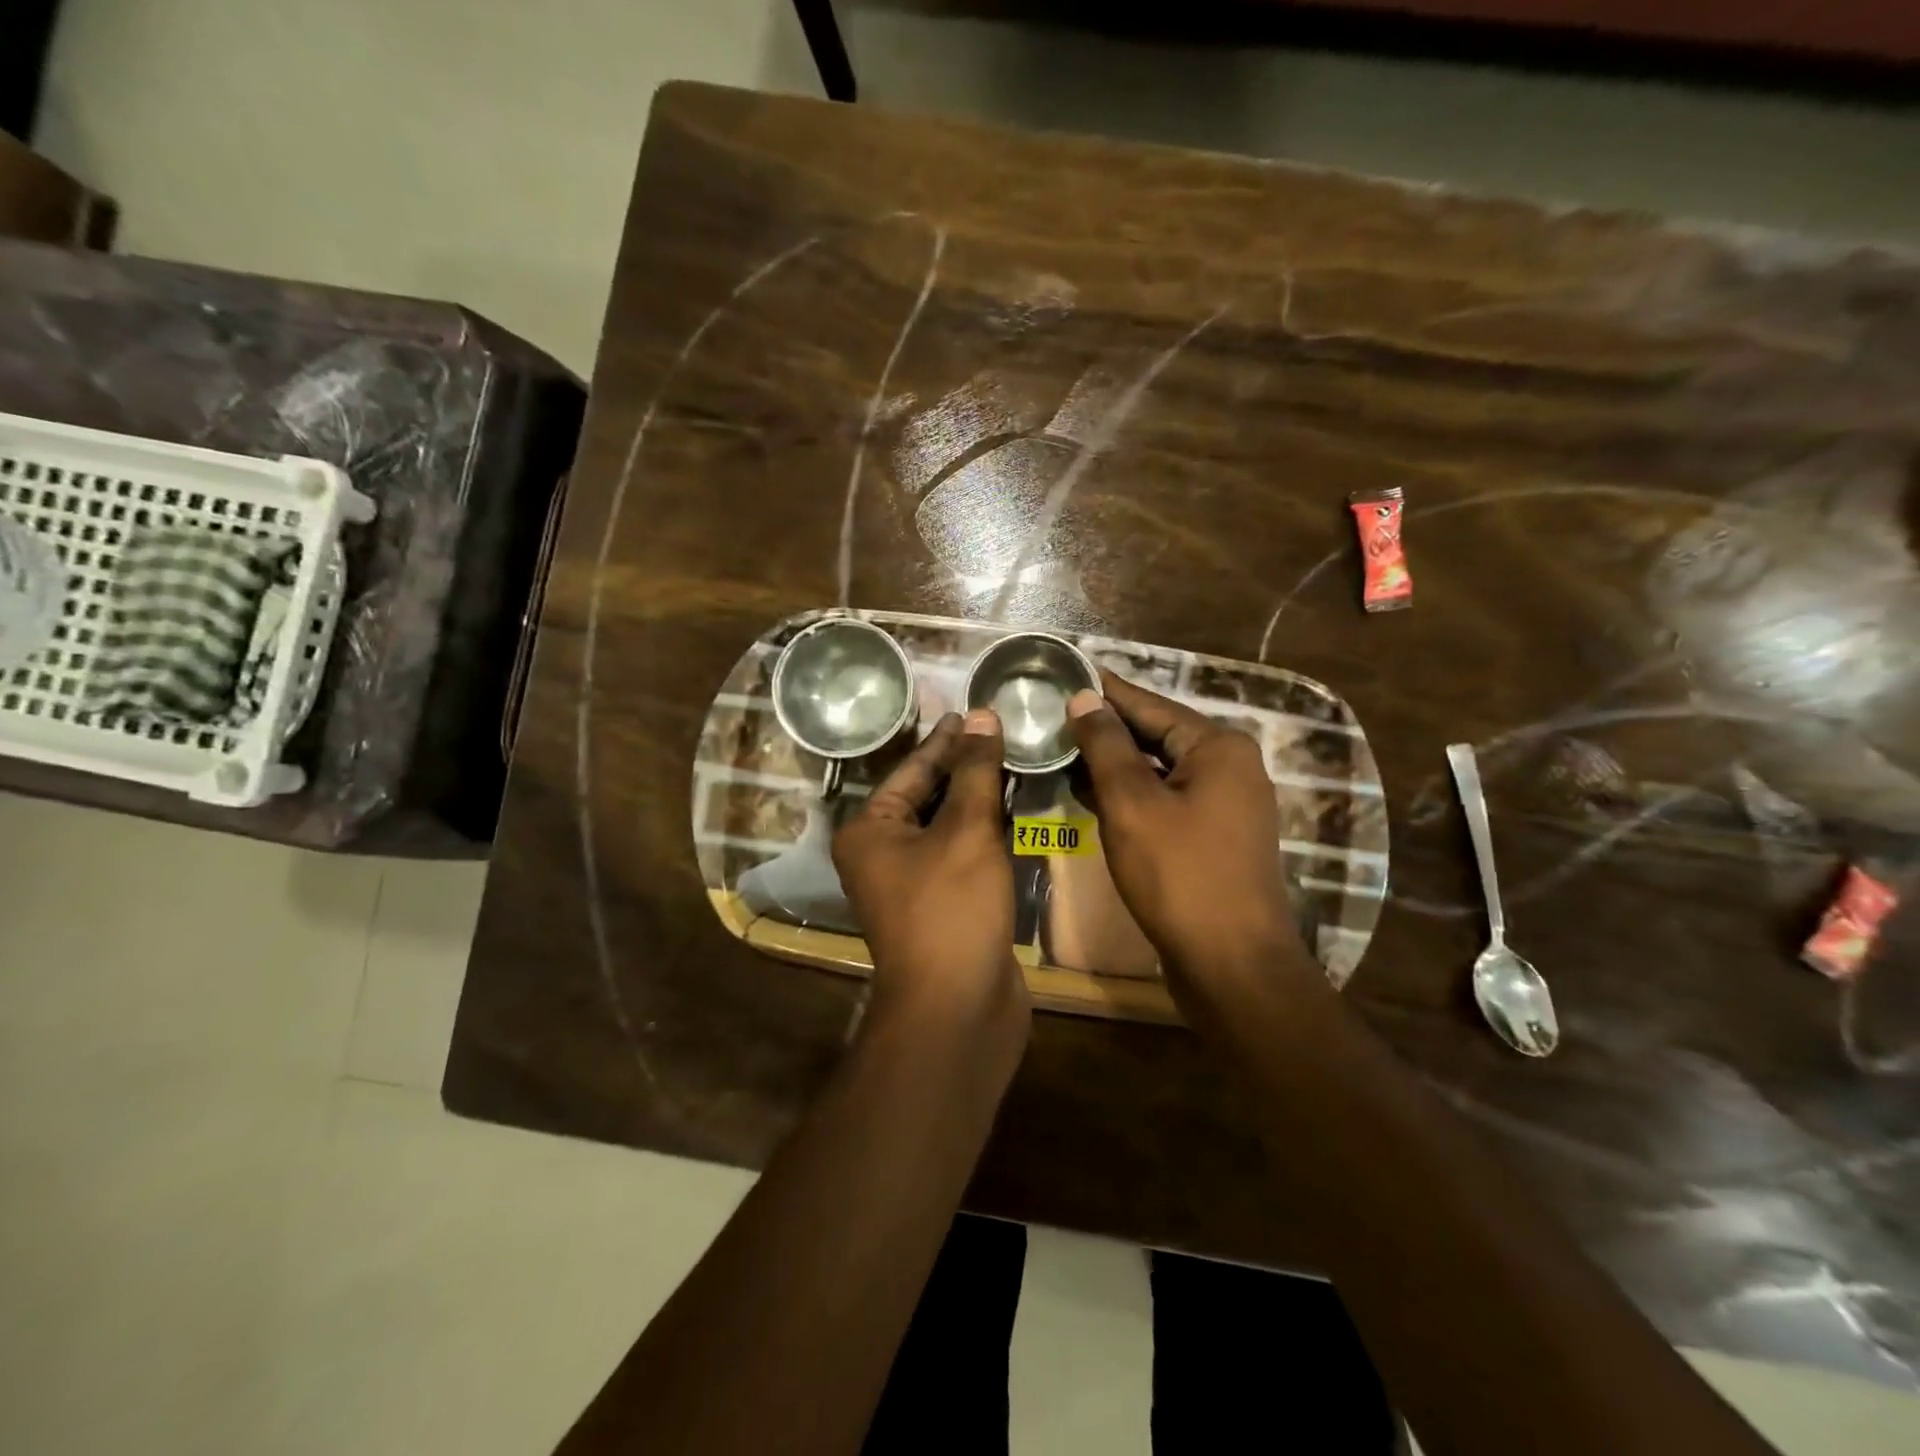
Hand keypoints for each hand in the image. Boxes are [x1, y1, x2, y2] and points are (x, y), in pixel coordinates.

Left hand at [833, 709, 1029, 1051]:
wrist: (958, 1008)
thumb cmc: (952, 908)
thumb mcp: (967, 829)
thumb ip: (976, 771)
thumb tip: (982, 715)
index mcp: (870, 830)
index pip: (912, 769)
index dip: (947, 739)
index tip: (975, 710)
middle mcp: (882, 854)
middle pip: (927, 795)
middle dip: (965, 766)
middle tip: (1003, 730)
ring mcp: (912, 883)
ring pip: (948, 826)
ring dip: (979, 798)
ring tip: (1016, 760)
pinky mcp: (943, 905)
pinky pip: (963, 854)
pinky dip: (986, 832)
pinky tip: (1016, 810)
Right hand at [1067, 671, 1315, 996]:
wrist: (1231, 964)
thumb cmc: (1179, 875)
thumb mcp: (1132, 803)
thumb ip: (1105, 745)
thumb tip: (1085, 698)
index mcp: (1218, 747)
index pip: (1150, 704)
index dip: (1104, 690)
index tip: (1065, 672)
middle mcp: (1229, 767)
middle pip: (1155, 735)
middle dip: (1104, 728)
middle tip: (1051, 712)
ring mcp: (1224, 805)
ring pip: (1158, 771)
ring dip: (1111, 763)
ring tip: (1059, 748)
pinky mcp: (1212, 838)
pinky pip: (1164, 800)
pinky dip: (1128, 795)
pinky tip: (1087, 793)